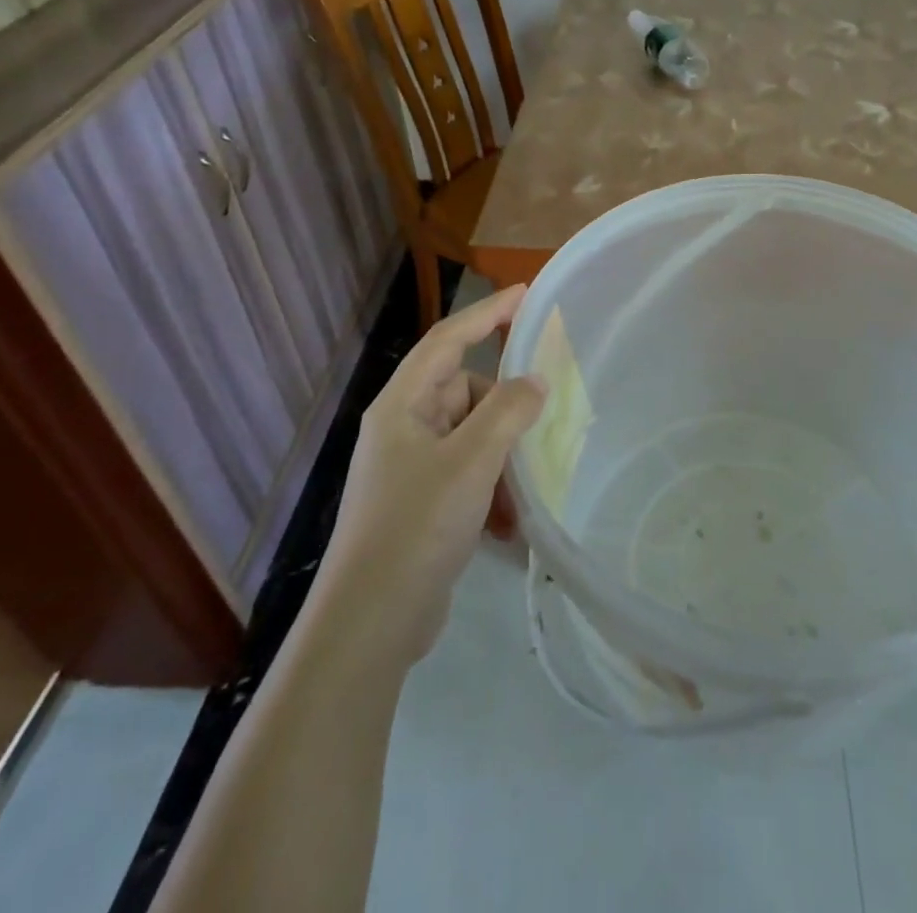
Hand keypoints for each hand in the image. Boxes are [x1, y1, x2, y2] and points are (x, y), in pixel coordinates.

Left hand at [316, 286, 546, 668]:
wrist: (372, 623)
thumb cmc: (417, 527)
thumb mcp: (471, 461)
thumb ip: (508, 412)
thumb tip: (535, 381)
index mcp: (403, 406)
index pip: (448, 340)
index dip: (488, 312)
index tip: (527, 294)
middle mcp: (404, 429)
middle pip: (465, 390)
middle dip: (504, 404)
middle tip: (544, 414)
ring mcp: (412, 468)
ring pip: (472, 435)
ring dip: (503, 455)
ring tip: (526, 483)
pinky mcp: (423, 503)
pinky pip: (469, 473)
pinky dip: (492, 488)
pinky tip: (510, 522)